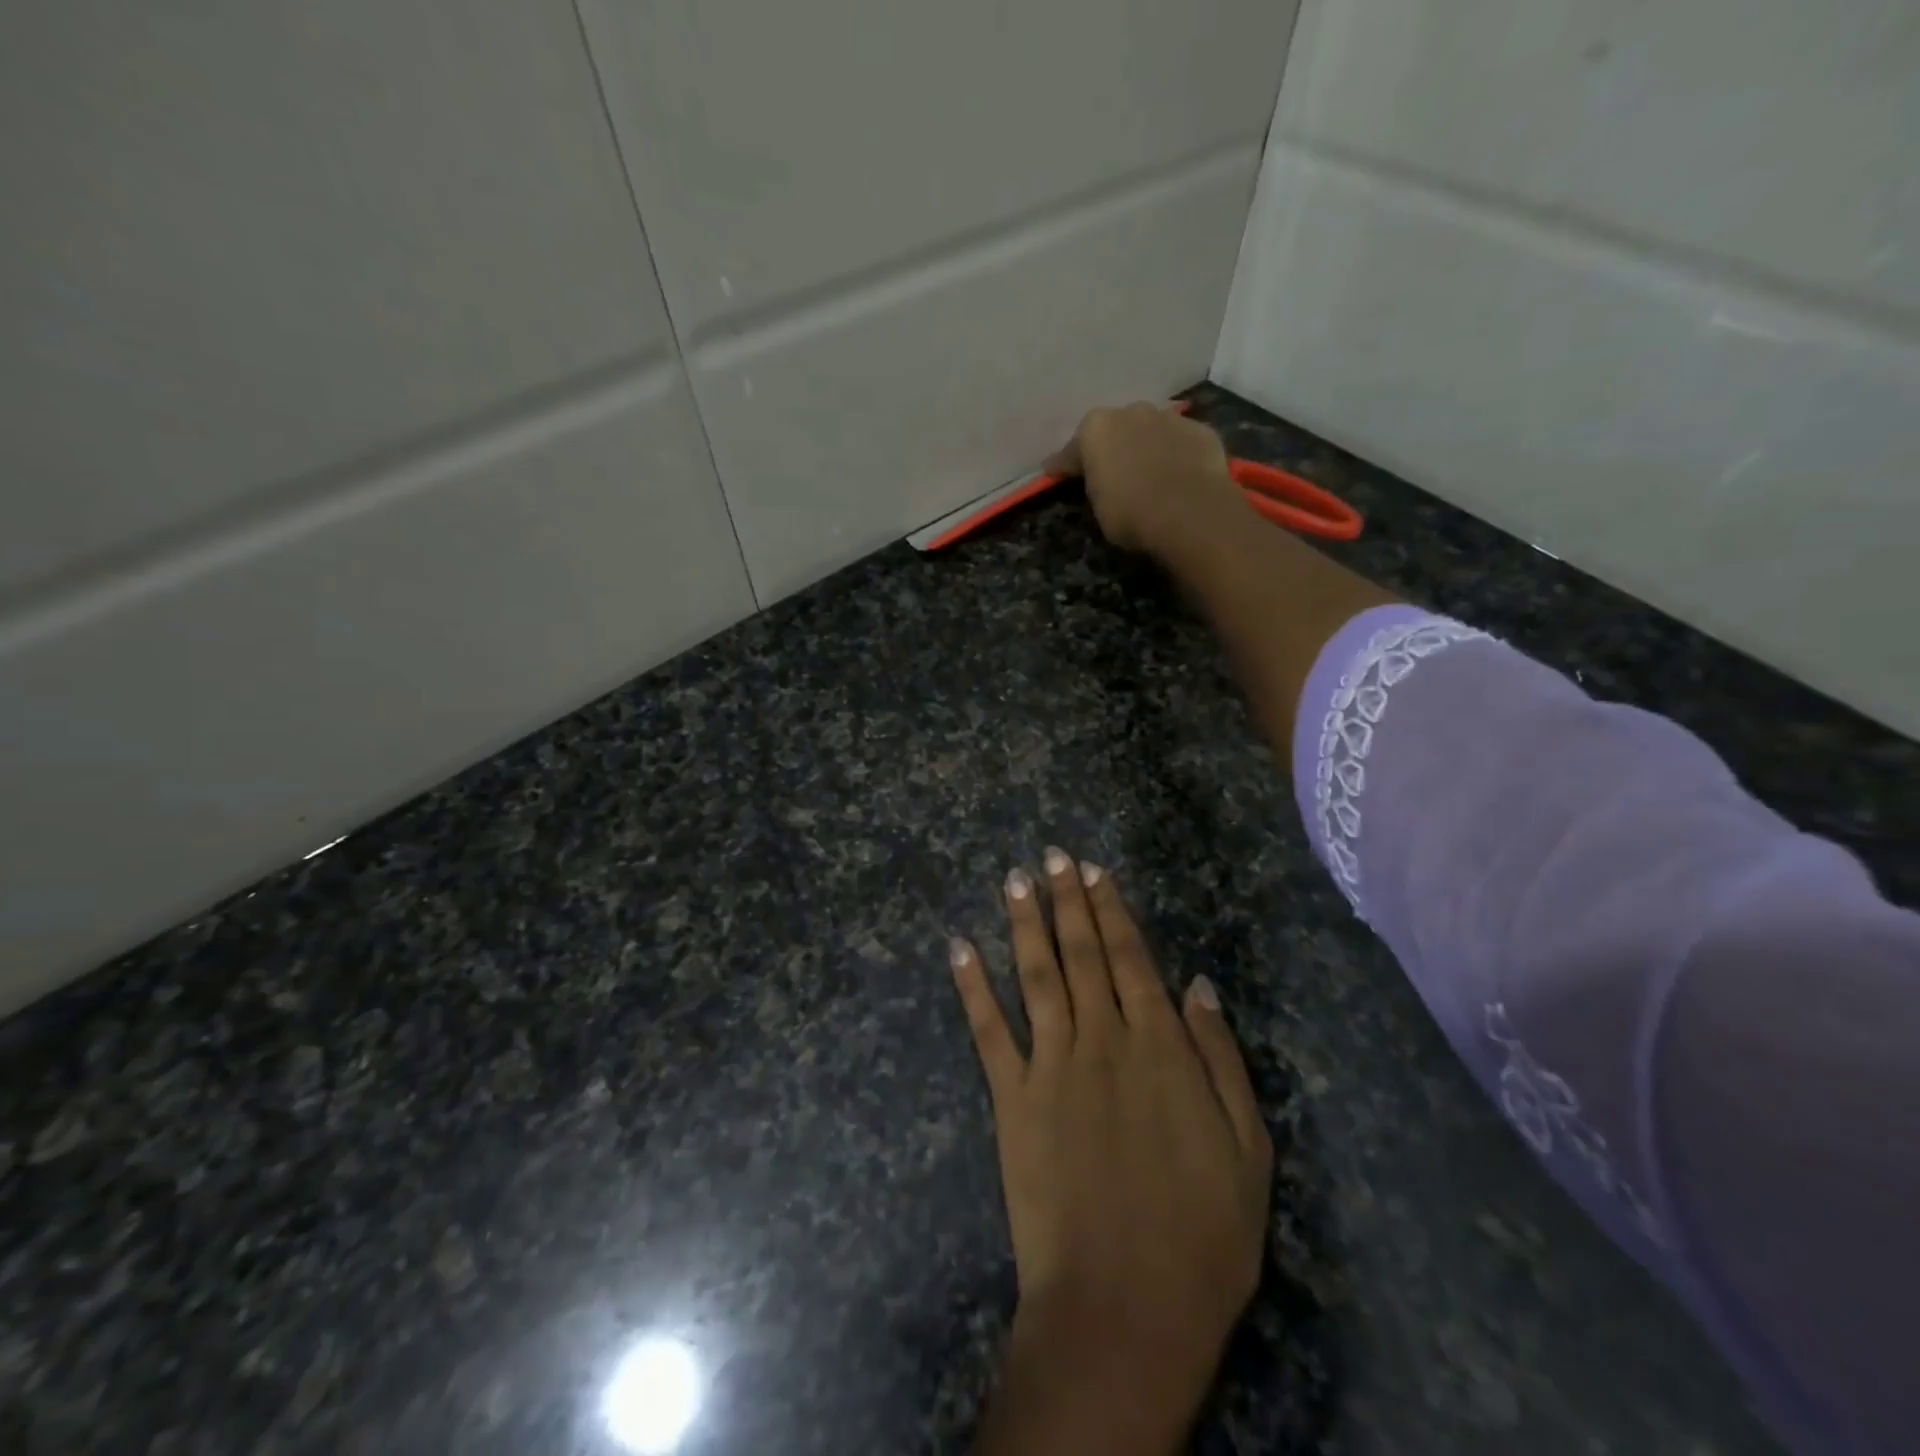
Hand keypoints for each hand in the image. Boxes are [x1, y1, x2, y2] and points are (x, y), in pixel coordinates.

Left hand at [952, 850, 1272, 1454]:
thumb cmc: (1201, 1234)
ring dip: (1024, 922)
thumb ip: (1220, 1057)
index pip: (1132, 957)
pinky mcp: (1011, 1097)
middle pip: (1082, 953)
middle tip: (1052, 855)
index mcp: (1159, 1045)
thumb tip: (1198, 984)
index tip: (1094, 871)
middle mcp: (1102, 1037)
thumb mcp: (1247, 1148)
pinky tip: (959, 947)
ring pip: (1036, 974)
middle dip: (1067, 899)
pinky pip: (988, 1029)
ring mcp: (1051, 1063)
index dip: (1112, 909)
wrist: (1124, 1307)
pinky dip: (972, 985)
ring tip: (1015, 879)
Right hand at [1044, 402, 1246, 556]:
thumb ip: (1095, 485)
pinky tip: (1178, 474)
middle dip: (1112, 447)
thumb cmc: (1131, 513)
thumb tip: (1097, 481)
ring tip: (1149, 471)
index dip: (1065, 465)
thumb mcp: (1098, 506)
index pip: (1072, 449)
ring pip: (1150, 430)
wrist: (1190, 511)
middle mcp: (1130, 412)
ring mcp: (1169, 417)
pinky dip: (1176, 454)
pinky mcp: (1200, 430)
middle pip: (1115, 429)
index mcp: (1095, 429)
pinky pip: (1180, 442)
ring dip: (1146, 446)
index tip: (1056, 473)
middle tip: (1111, 471)